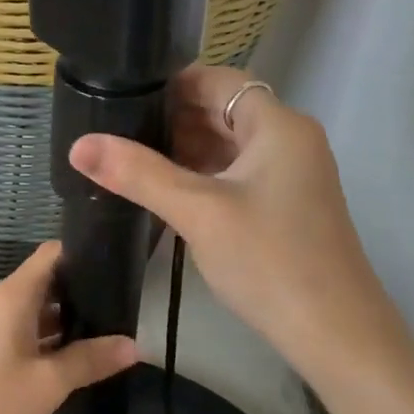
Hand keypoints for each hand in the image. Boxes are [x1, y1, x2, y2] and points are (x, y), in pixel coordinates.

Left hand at [0, 241, 138, 413]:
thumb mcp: (48, 383)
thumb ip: (90, 360)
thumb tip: (133, 345)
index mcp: (14, 296)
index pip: (53, 254)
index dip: (85, 253)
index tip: (119, 265)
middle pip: (46, 282)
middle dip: (83, 292)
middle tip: (123, 307)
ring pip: (34, 311)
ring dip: (65, 320)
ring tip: (106, 332)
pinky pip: (21, 333)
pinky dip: (46, 339)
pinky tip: (70, 359)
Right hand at [68, 66, 401, 386]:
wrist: (334, 332)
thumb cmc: (269, 260)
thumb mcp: (198, 212)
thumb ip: (138, 174)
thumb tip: (79, 144)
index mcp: (278, 125)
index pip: (218, 80)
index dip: (170, 85)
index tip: (121, 98)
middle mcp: (290, 140)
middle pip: (223, 111)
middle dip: (171, 120)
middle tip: (115, 133)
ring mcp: (292, 175)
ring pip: (229, 147)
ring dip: (185, 151)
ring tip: (131, 162)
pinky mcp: (286, 206)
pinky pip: (238, 176)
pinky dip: (204, 177)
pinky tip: (167, 193)